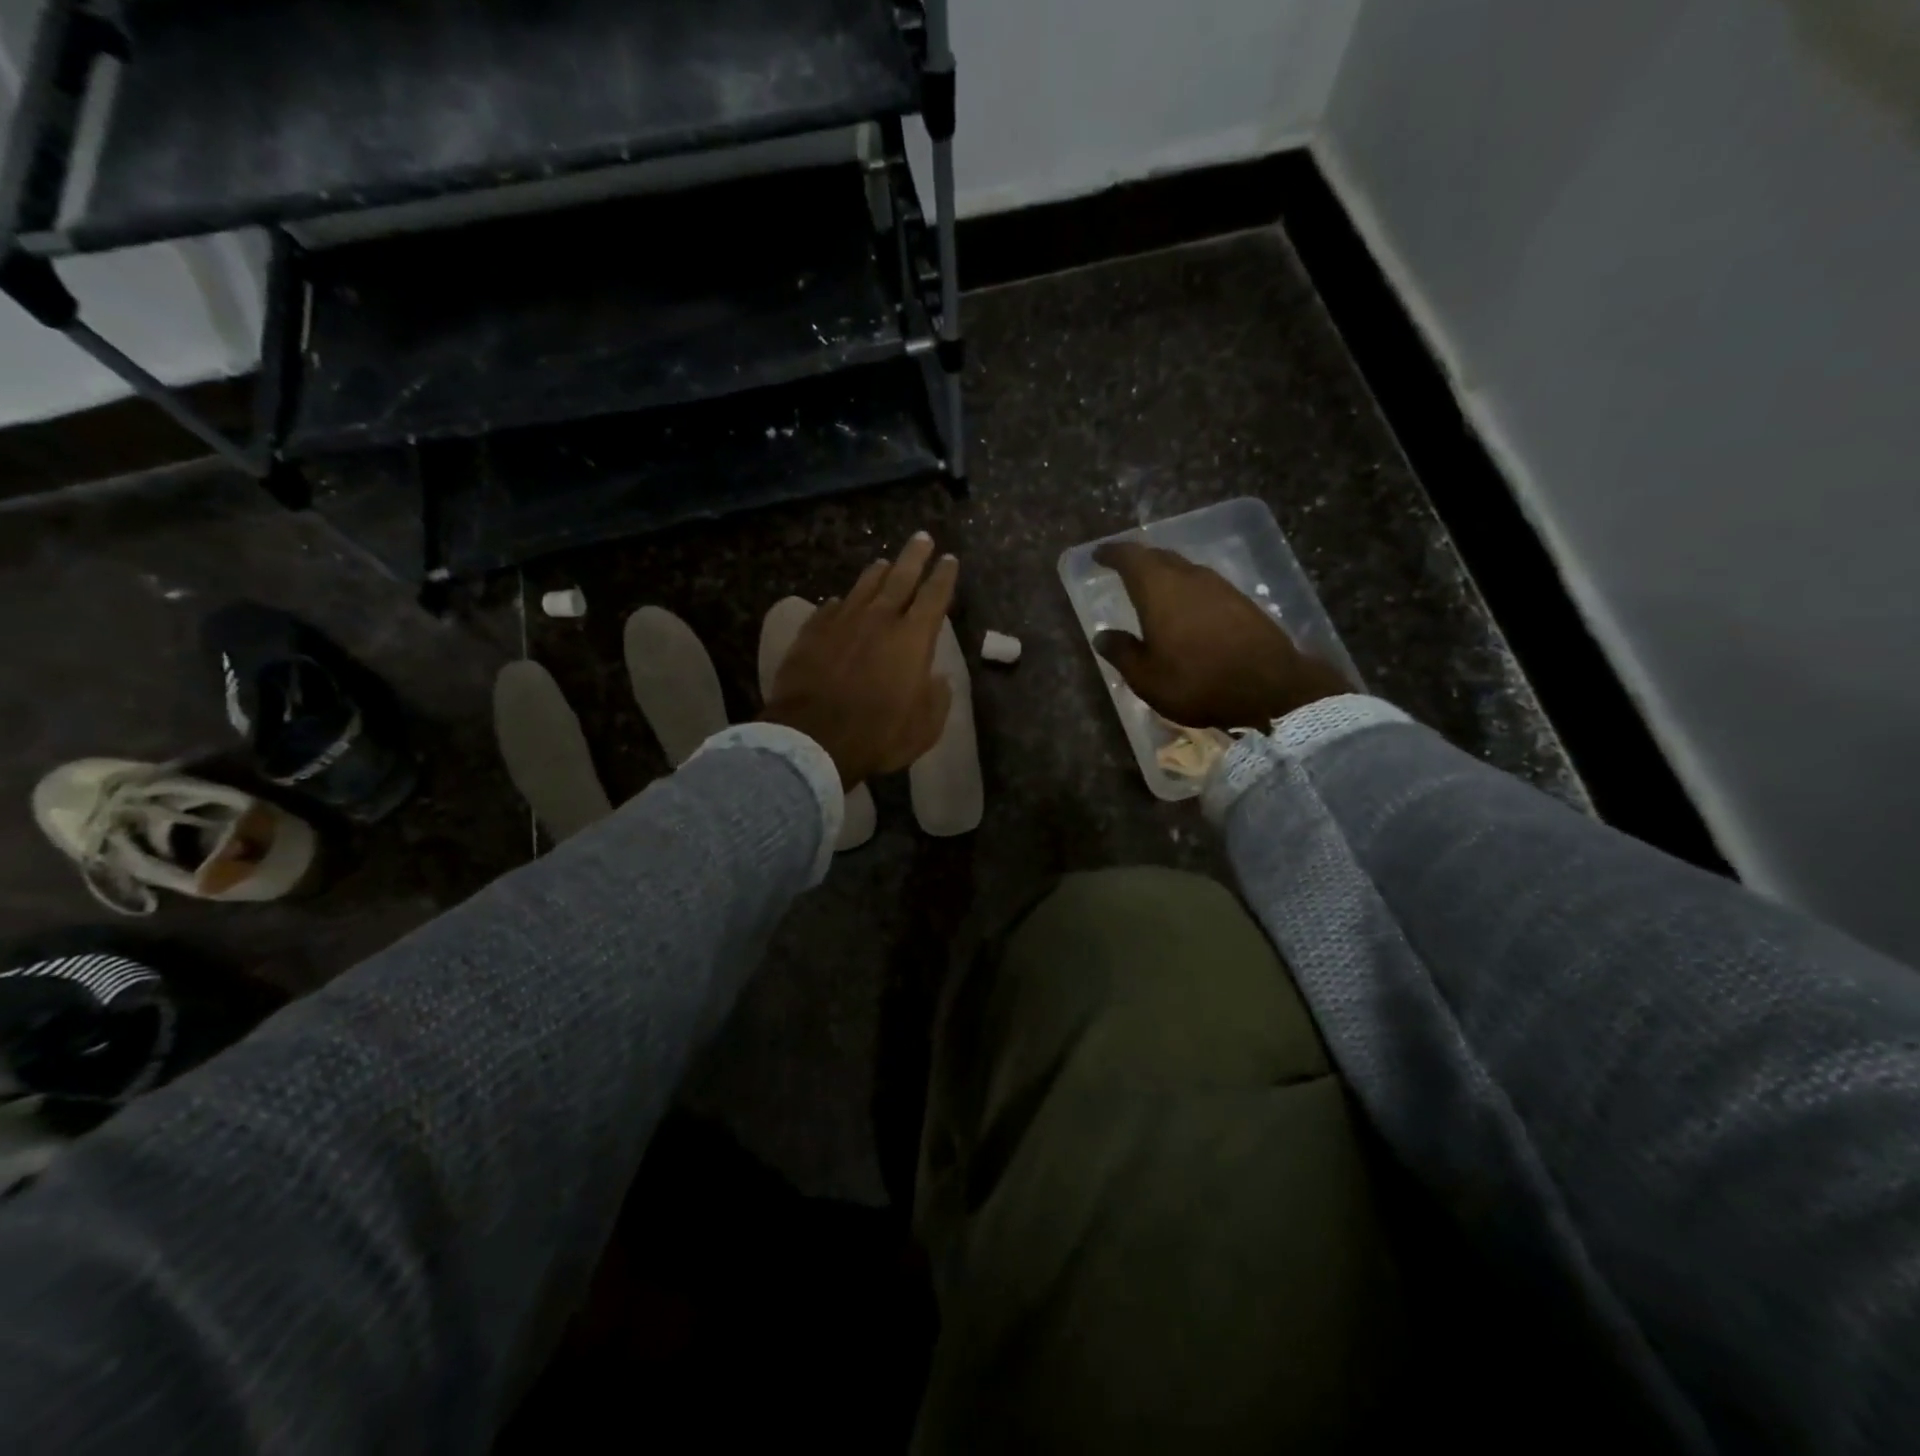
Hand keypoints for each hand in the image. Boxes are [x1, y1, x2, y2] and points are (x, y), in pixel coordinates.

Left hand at [762, 532, 958, 789]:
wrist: (813, 737)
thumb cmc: (877, 735)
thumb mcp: (924, 727)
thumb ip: (936, 698)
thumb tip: (937, 678)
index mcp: (913, 638)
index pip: (935, 596)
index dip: (944, 576)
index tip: (949, 559)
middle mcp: (880, 619)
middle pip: (901, 577)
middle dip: (914, 556)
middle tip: (922, 538)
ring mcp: (842, 622)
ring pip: (864, 586)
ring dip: (877, 572)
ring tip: (884, 562)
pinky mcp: (811, 632)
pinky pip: (829, 608)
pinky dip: (840, 602)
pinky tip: (839, 601)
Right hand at [1093, 541, 1352, 729]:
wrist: (1269, 688)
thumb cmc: (1196, 681)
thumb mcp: (1146, 677)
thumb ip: (1122, 652)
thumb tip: (1102, 636)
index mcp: (1159, 589)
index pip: (1130, 557)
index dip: (1112, 553)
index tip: (1099, 554)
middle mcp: (1189, 577)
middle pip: (1159, 557)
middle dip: (1139, 560)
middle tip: (1123, 568)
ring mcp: (1220, 587)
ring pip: (1184, 569)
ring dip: (1165, 573)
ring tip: (1152, 587)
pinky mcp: (1241, 602)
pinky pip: (1204, 585)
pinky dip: (1187, 589)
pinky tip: (1186, 607)